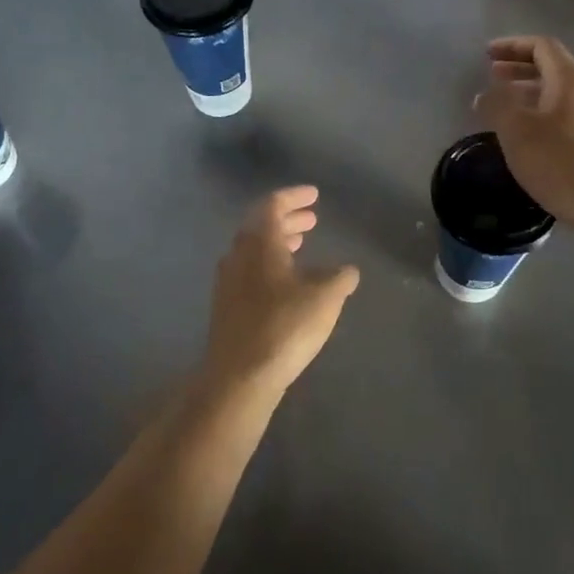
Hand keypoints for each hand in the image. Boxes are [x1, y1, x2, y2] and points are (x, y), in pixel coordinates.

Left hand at [206, 187, 360, 393]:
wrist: (239, 378)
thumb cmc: (284, 327)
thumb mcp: (325, 298)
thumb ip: (339, 278)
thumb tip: (347, 271)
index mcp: (259, 242)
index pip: (273, 205)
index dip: (294, 197)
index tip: (314, 196)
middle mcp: (238, 255)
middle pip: (261, 225)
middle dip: (288, 219)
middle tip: (312, 219)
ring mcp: (228, 282)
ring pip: (254, 249)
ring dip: (278, 242)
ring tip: (302, 245)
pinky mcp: (226, 306)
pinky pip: (249, 270)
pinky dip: (270, 264)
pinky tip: (288, 282)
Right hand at [473, 35, 573, 233]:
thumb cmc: (562, 163)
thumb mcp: (517, 132)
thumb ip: (497, 105)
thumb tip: (486, 93)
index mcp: (570, 79)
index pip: (541, 46)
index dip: (512, 46)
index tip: (487, 55)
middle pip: (553, 68)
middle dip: (520, 70)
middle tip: (493, 77)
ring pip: (563, 94)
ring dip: (533, 94)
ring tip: (509, 109)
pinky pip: (573, 115)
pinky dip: (548, 114)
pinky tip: (536, 138)